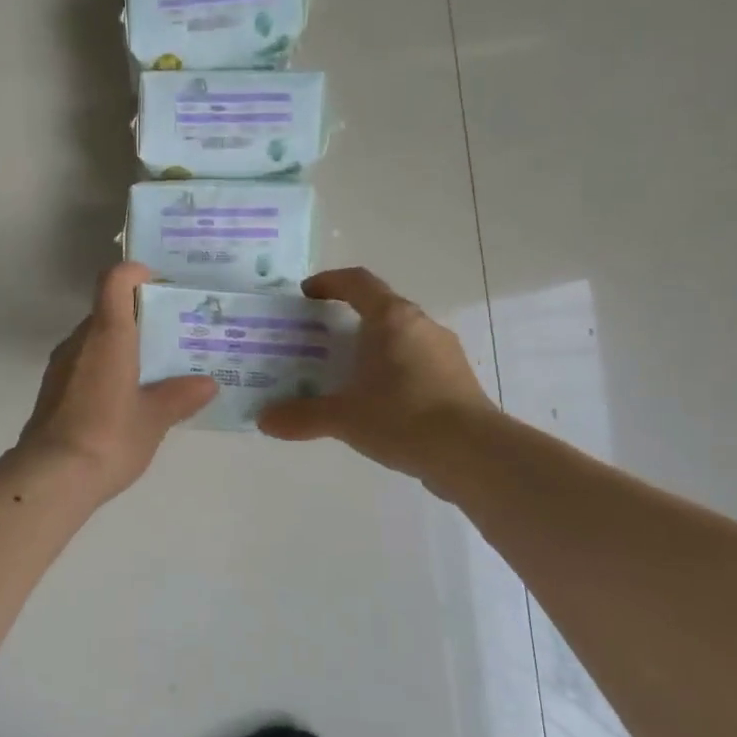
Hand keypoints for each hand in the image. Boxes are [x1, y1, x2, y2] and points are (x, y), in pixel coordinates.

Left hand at [18, 263, 216, 499]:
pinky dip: (106, 368)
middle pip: (107, 310)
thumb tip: (207, 384)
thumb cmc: (109, 437)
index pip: (114, 280)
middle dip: (139, 316)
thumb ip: (181, 396)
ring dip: (122, 345)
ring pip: (94, 340)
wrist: (51, 478)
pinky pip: (84, 364)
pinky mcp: (52, 391)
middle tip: (172, 335)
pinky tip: (126, 398)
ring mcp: (61, 366)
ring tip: (154, 369)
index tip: (159, 285)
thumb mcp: (155, 418)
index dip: (135, 273)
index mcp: (107, 335)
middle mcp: (79, 341)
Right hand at [257, 267, 493, 477]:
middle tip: (318, 341)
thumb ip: (302, 416)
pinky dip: (392, 373)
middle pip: (380, 310)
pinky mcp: (456, 380)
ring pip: (400, 338)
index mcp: (392, 319)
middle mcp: (421, 326)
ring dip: (372, 349)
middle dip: (347, 321)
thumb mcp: (344, 418)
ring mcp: (444, 353)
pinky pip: (415, 364)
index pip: (358, 282)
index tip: (306, 294)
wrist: (472, 454)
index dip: (329, 282)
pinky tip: (377, 403)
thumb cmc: (402, 418)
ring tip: (344, 374)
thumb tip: (264, 420)